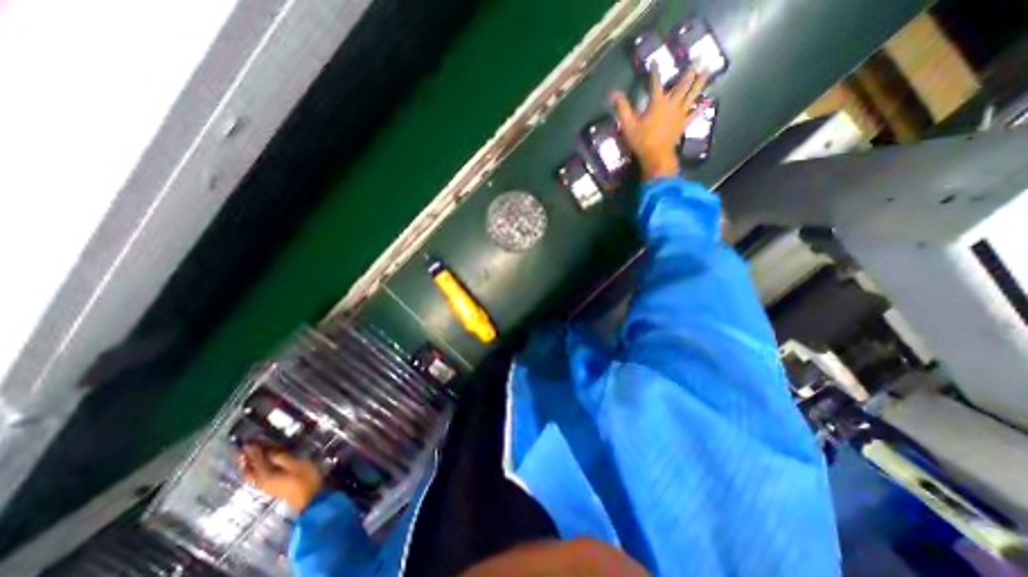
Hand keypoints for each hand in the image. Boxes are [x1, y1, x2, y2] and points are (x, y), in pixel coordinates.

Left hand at [239, 444, 321, 511]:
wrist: (309, 498)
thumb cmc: (305, 479)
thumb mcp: (297, 465)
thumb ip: (282, 458)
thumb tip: (270, 452)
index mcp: (267, 475)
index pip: (257, 461)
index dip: (252, 451)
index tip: (247, 442)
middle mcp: (263, 481)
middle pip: (249, 471)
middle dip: (245, 460)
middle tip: (242, 450)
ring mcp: (267, 486)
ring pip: (252, 475)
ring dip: (249, 465)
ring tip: (247, 457)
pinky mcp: (273, 487)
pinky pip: (257, 477)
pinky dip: (255, 469)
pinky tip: (260, 466)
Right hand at [608, 70, 708, 180]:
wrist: (656, 156)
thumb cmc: (641, 140)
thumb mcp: (628, 125)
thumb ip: (622, 108)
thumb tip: (614, 93)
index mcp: (657, 103)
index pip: (655, 84)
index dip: (655, 72)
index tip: (655, 62)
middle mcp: (671, 105)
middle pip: (681, 86)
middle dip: (687, 74)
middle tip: (696, 62)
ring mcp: (680, 114)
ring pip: (691, 96)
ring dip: (699, 84)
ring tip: (706, 72)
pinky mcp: (683, 125)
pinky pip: (693, 114)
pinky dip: (700, 108)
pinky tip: (706, 102)